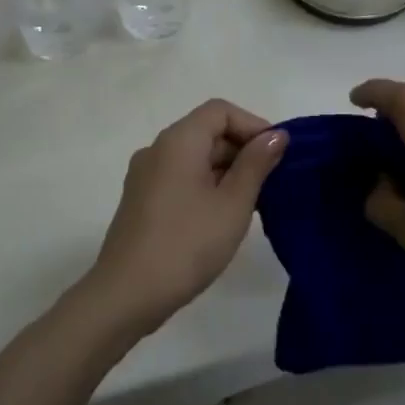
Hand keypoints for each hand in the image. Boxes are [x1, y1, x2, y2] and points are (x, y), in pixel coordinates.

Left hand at [86, 100, 288, 335]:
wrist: (127, 294)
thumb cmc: (187, 244)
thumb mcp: (233, 204)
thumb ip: (256, 164)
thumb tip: (276, 135)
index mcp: (178, 141)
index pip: (220, 110)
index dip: (253, 125)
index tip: (277, 155)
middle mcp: (157, 149)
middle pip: (206, 131)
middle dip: (242, 149)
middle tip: (273, 183)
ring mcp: (145, 176)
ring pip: (194, 157)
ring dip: (226, 170)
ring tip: (254, 203)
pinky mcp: (141, 200)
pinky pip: (180, 178)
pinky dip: (206, 185)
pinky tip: (223, 216)